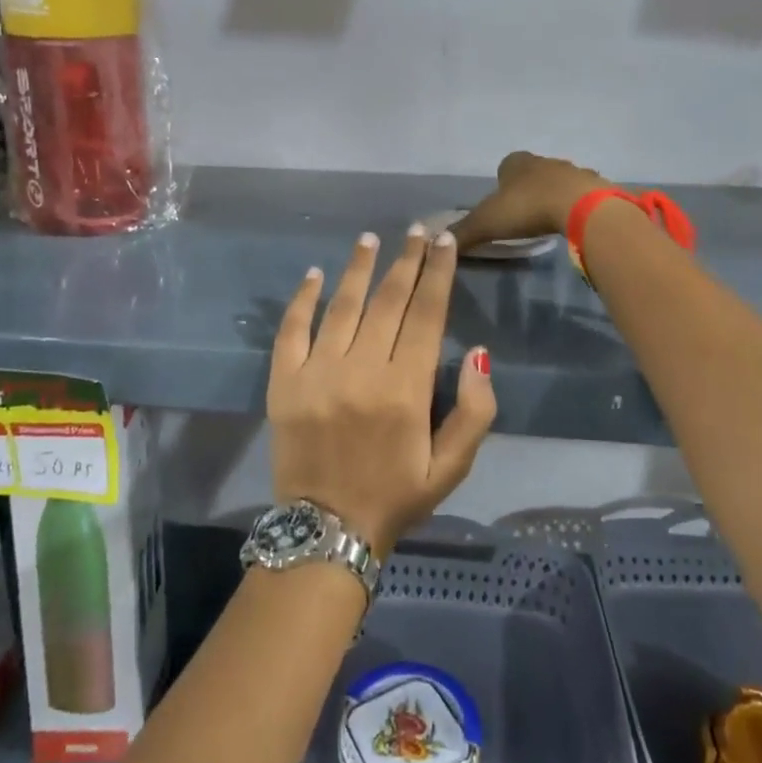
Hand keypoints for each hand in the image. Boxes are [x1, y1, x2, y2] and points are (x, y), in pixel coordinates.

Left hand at [268, 225, 496, 557]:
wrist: (325, 532)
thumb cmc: (395, 497)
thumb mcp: (452, 467)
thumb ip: (475, 411)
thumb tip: (479, 352)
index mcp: (406, 389)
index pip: (427, 314)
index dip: (438, 273)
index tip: (445, 242)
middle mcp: (361, 371)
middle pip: (389, 301)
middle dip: (407, 260)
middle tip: (418, 230)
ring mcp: (317, 373)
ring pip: (342, 306)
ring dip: (359, 268)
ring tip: (371, 238)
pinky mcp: (283, 382)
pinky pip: (292, 330)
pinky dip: (303, 299)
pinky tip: (315, 273)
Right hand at [450, 151, 611, 252]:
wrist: (579, 207)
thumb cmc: (527, 208)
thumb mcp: (487, 223)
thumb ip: (463, 232)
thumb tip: (440, 240)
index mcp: (517, 163)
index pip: (506, 165)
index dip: (502, 181)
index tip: (501, 202)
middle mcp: (544, 161)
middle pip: (533, 172)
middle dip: (528, 188)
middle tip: (524, 214)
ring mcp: (572, 171)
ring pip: (559, 181)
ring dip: (554, 195)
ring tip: (549, 219)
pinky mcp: (594, 187)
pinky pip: (582, 194)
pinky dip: (577, 205)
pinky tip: (574, 222)